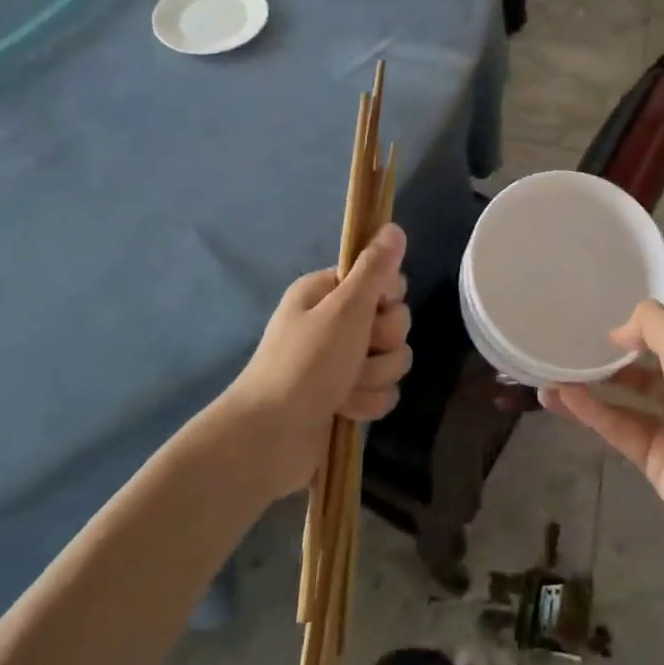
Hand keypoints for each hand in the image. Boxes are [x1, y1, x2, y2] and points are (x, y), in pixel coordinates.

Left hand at [224, 224, 412, 500]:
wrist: (270, 437)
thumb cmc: (306, 364)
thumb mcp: (345, 308)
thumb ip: (375, 269)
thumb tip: (393, 227)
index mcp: (327, 293)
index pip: (383, 280)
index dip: (388, 297)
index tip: (375, 309)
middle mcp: (335, 323)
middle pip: (393, 322)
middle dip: (383, 343)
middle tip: (356, 352)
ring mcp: (341, 362)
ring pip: (392, 359)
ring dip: (375, 376)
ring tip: (346, 389)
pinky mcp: (347, 396)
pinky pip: (382, 390)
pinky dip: (368, 402)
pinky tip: (346, 410)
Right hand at [542, 300, 663, 559]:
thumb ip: (653, 325)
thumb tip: (619, 332)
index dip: (641, 316)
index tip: (602, 304)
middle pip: (643, 364)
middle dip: (610, 352)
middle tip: (569, 338)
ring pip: (623, 397)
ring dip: (590, 383)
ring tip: (550, 369)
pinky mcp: (651, 458)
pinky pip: (615, 426)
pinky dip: (588, 411)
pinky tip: (557, 396)